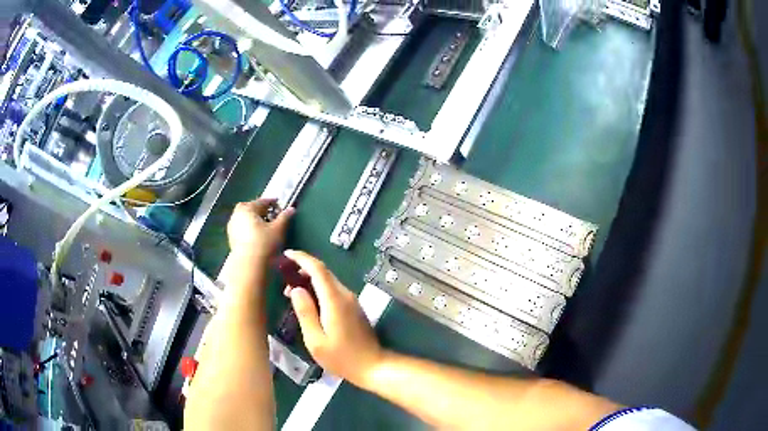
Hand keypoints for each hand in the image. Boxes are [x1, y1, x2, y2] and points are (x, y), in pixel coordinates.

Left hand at [227, 199, 293, 260]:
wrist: (249, 265)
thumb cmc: (264, 244)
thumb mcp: (278, 229)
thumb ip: (284, 217)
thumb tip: (291, 209)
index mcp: (248, 208)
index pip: (262, 201)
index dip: (272, 202)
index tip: (279, 204)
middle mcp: (237, 214)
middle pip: (250, 207)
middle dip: (260, 209)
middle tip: (270, 214)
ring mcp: (232, 226)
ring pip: (244, 217)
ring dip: (253, 218)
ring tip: (264, 225)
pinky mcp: (231, 237)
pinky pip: (241, 226)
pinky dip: (248, 227)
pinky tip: (256, 234)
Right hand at [283, 250, 384, 386]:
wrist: (372, 366)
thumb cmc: (341, 357)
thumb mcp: (315, 340)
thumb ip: (305, 312)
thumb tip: (295, 289)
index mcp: (335, 300)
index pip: (318, 269)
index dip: (302, 258)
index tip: (286, 254)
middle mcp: (345, 295)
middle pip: (323, 273)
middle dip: (302, 269)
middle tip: (284, 280)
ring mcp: (352, 301)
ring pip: (328, 281)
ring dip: (310, 281)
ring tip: (292, 294)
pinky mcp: (353, 308)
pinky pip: (333, 291)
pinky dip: (318, 290)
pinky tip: (309, 303)